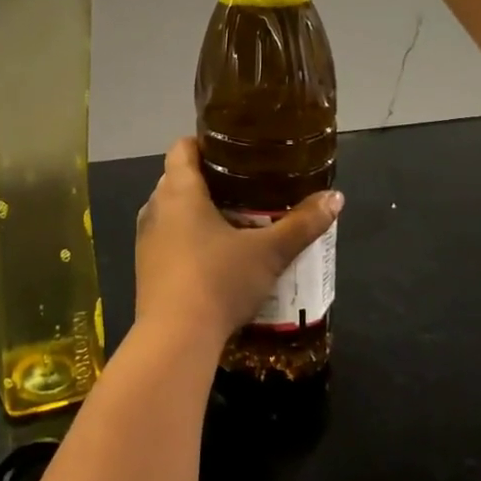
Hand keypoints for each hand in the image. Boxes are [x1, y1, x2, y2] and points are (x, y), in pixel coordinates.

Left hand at [135, 138, 342, 345]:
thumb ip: (302, 224)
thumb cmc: (219, 280)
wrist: (175, 337)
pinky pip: (166, 238)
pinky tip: (214, 257)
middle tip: (245, 187)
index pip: (182, 148)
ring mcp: (145, 237)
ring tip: (234, 220)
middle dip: (207, 179)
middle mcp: (155, 207)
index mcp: (178, 190)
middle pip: (177, 178)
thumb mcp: (269, 253)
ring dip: (196, 211)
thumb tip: (336, 198)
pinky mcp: (144, 266)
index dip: (204, 143)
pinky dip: (186, 238)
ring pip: (171, 211)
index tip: (233, 151)